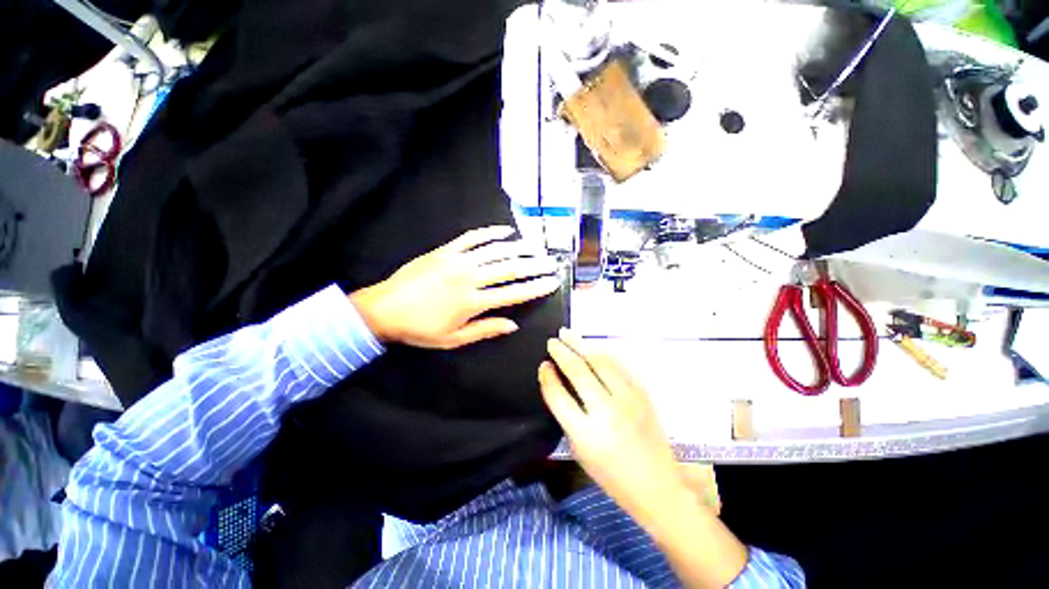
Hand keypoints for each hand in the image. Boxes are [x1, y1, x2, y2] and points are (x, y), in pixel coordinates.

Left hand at [349, 226, 560, 348]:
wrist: (384, 309)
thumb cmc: (420, 329)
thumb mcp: (454, 339)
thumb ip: (486, 330)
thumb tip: (513, 325)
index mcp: (473, 302)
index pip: (514, 293)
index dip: (536, 288)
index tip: (552, 283)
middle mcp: (470, 278)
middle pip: (510, 268)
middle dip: (534, 265)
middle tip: (551, 262)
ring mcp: (457, 260)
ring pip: (495, 250)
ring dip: (519, 248)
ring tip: (536, 247)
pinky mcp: (445, 250)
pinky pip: (472, 237)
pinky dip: (491, 232)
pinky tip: (506, 231)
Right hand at [538, 329, 700, 527]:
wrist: (657, 485)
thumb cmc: (611, 474)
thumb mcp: (580, 450)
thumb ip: (567, 416)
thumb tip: (558, 382)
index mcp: (586, 434)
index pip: (558, 395)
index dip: (547, 377)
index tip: (543, 365)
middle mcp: (607, 412)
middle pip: (578, 371)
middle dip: (562, 352)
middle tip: (552, 341)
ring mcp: (628, 399)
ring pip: (600, 361)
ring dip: (581, 345)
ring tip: (567, 334)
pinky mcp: (642, 393)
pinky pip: (618, 365)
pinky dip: (602, 354)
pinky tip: (592, 348)